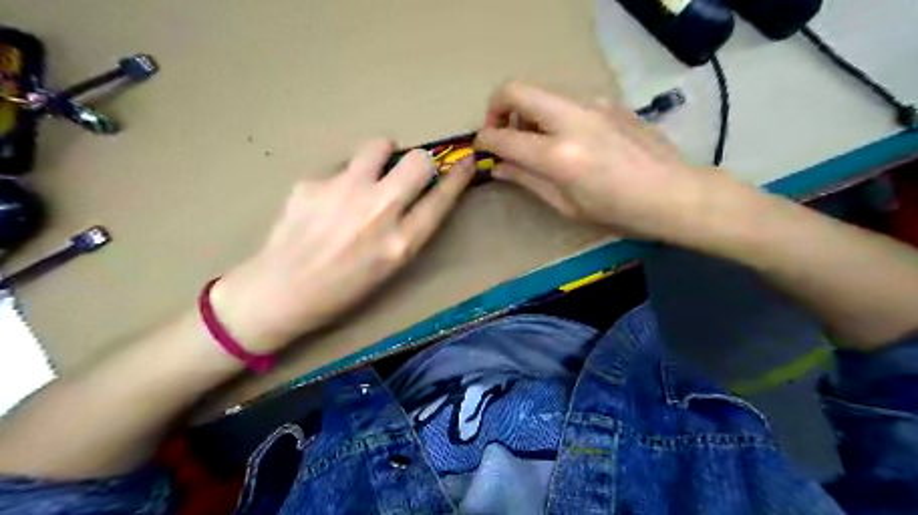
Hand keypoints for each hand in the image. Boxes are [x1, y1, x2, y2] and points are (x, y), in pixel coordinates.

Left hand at [207, 138, 467, 350]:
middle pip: (418, 161)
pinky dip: (342, 179)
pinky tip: (326, 202)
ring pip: (379, 145)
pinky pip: (340, 166)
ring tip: (368, 175)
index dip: (459, 176)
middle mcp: (379, 210)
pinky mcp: (313, 182)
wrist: (280, 291)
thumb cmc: (342, 290)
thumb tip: (418, 193)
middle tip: (407, 174)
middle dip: (420, 163)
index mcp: (401, 242)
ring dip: (382, 156)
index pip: (442, 197)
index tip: (466, 161)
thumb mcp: (389, 268)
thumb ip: (408, 229)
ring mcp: (344, 191)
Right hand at [474, 80, 731, 240]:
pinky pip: (566, 100)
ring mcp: (592, 104)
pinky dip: (552, 115)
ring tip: (534, 141)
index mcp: (559, 156)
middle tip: (501, 132)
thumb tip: (499, 167)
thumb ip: (527, 180)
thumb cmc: (618, 212)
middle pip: (516, 90)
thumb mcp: (567, 205)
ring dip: (526, 112)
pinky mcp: (607, 102)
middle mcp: (571, 120)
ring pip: (541, 92)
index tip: (480, 148)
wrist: (674, 193)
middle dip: (496, 108)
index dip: (484, 141)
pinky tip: (567, 139)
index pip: (503, 137)